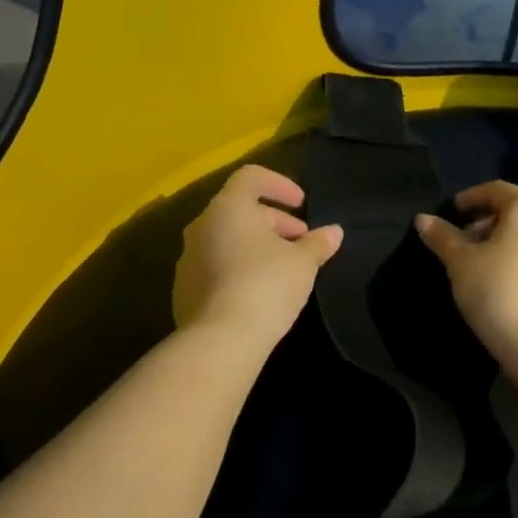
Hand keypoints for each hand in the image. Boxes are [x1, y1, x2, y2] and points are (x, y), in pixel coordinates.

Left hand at [173, 165, 342, 347]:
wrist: (221, 339)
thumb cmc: (266, 286)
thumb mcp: (303, 263)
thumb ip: (318, 243)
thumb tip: (334, 232)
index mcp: (228, 208)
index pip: (251, 177)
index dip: (280, 185)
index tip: (302, 205)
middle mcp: (201, 226)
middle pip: (240, 210)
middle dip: (274, 222)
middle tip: (301, 243)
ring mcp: (187, 258)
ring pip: (226, 239)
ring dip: (255, 246)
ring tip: (283, 269)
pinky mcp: (183, 288)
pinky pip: (214, 267)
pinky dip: (237, 269)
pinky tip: (258, 293)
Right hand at [415, 181, 517, 373]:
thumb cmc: (499, 293)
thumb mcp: (461, 264)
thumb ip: (443, 238)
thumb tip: (423, 219)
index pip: (497, 190)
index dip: (472, 197)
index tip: (453, 212)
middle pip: (517, 213)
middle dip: (487, 223)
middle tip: (462, 243)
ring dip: (504, 244)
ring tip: (479, 267)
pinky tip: (503, 285)